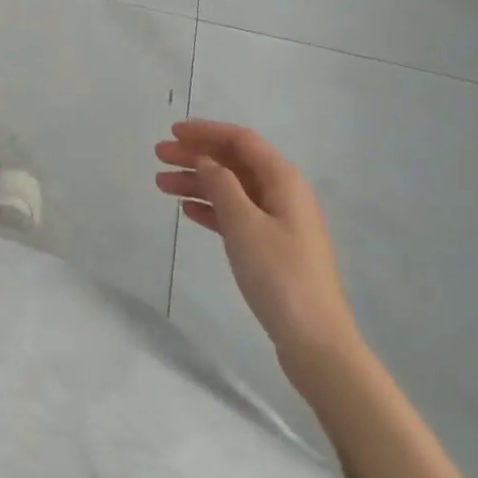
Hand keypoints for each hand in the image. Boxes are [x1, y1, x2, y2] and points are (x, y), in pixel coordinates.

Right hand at [155, 120, 357, 357]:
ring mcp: (279, 221)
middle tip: (159, 156)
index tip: (173, 132)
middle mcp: (283, 193)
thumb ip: (221, 184)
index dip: (206, 131)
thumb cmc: (281, 276)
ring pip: (232, 189)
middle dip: (196, 155)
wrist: (317, 345)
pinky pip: (236, 214)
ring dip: (198, 182)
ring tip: (162, 184)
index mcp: (283, 179)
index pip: (240, 140)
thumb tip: (205, 158)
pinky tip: (188, 211)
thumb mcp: (244, 225)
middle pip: (234, 162)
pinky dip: (212, 208)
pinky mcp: (273, 248)